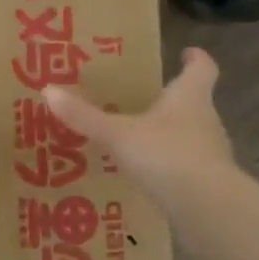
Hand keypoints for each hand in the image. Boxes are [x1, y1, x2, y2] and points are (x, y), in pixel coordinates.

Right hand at [44, 47, 233, 207]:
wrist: (206, 207)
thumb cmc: (165, 154)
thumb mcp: (117, 134)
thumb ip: (85, 116)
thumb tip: (48, 90)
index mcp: (190, 97)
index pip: (202, 69)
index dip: (195, 59)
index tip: (187, 52)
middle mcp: (206, 120)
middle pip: (195, 102)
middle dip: (173, 100)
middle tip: (146, 98)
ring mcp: (210, 154)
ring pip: (191, 136)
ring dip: (170, 135)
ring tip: (140, 139)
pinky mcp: (208, 184)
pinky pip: (186, 167)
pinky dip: (169, 167)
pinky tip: (147, 176)